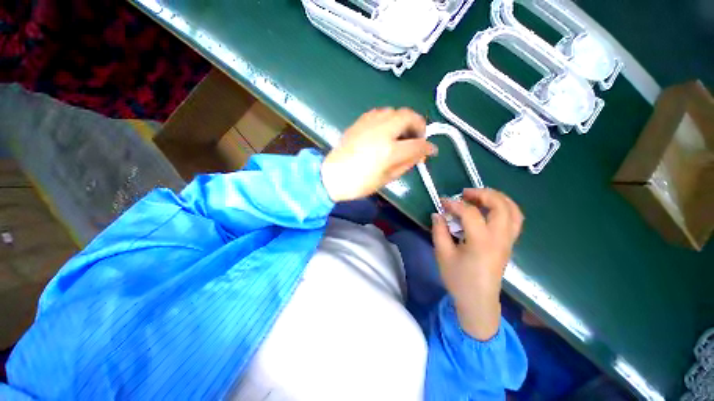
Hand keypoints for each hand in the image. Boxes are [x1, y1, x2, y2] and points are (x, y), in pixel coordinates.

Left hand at [321, 108, 436, 201]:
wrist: (332, 176)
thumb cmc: (360, 183)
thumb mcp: (387, 178)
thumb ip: (407, 164)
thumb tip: (420, 154)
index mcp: (390, 150)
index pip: (418, 144)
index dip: (428, 147)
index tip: (431, 150)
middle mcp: (382, 131)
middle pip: (409, 116)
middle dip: (419, 125)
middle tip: (418, 137)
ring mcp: (370, 123)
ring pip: (395, 111)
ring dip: (403, 120)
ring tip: (402, 134)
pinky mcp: (360, 121)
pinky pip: (380, 112)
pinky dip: (389, 118)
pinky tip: (386, 130)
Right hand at [431, 188, 523, 339]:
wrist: (478, 301)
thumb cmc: (459, 279)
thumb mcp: (443, 254)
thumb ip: (439, 231)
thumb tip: (438, 214)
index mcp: (482, 242)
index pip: (470, 213)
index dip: (454, 204)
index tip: (442, 202)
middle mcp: (500, 238)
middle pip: (501, 206)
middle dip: (483, 194)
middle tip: (465, 193)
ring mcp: (508, 241)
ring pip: (513, 211)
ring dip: (497, 198)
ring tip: (479, 196)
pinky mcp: (509, 244)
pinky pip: (514, 219)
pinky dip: (504, 208)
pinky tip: (489, 209)